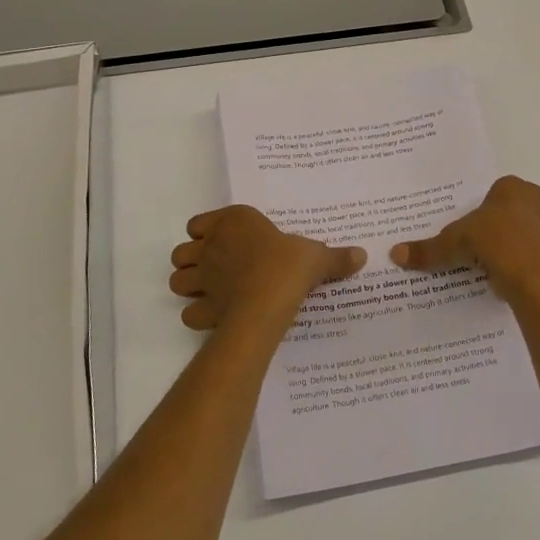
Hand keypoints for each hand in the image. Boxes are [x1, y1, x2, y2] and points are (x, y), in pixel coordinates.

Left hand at [169, 205, 366, 337]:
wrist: (268, 302)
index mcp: (234, 222)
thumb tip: (362, 255)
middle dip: (192, 260)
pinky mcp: (202, 309)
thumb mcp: (316, 256)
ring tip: (210, 291)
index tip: (225, 241)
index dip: (206, 233)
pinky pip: (189, 312)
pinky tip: (216, 317)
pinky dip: (198, 315)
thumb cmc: (288, 266)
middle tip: (216, 269)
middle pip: (182, 252)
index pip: (198, 223)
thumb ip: (335, 257)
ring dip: (189, 285)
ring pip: (177, 280)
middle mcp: (211, 247)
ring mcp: (203, 279)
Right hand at [390, 175, 539, 307]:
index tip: (489, 216)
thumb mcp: (451, 244)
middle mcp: (537, 206)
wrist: (523, 275)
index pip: (510, 186)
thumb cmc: (488, 243)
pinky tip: (530, 277)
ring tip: (527, 253)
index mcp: (513, 192)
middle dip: (535, 215)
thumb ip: (426, 249)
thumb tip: (394, 253)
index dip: (501, 199)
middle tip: (511, 232)